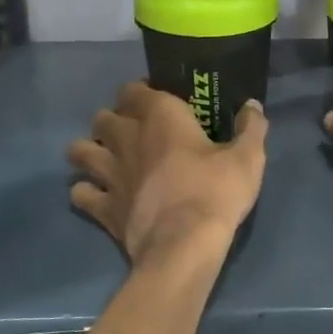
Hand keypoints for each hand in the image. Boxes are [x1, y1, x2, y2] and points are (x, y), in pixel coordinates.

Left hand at [68, 82, 268, 263]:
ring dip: (89, 151)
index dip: (142, 92)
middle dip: (113, 120)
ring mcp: (109, 173)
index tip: (158, 101)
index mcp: (160, 116)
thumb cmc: (215, 192)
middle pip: (103, 117)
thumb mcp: (248, 158)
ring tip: (106, 159)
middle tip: (133, 132)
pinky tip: (98, 195)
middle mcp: (126, 137)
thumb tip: (253, 106)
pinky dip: (86, 191)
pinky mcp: (102, 206)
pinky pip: (79, 192)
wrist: (184, 245)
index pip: (134, 89)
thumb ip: (251, 128)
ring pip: (80, 151)